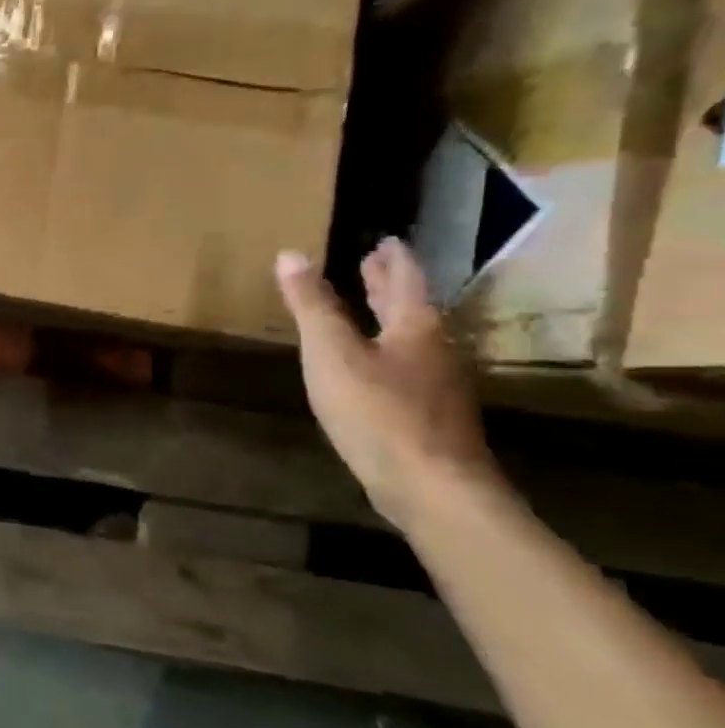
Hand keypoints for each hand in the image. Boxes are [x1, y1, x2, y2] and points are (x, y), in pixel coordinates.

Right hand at [274, 237, 499, 526]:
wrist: (432, 487)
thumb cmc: (378, 411)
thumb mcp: (332, 353)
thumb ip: (311, 306)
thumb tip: (291, 254)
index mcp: (415, 328)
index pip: (404, 281)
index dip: (391, 259)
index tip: (383, 240)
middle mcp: (433, 350)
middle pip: (411, 309)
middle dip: (389, 285)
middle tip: (372, 264)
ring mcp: (435, 386)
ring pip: (410, 339)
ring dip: (389, 318)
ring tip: (368, 309)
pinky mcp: (427, 416)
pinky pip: (405, 367)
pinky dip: (386, 351)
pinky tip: (371, 366)